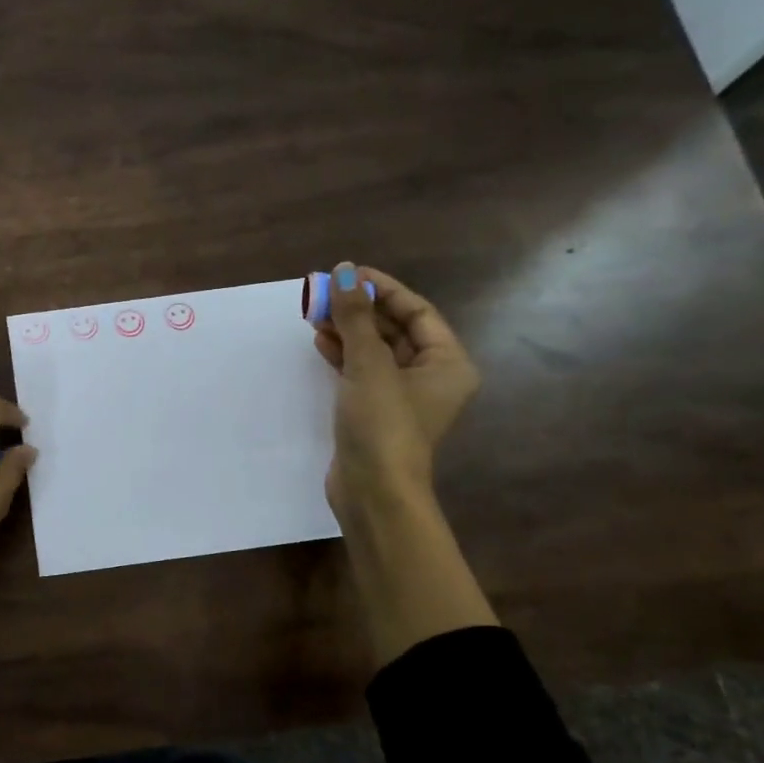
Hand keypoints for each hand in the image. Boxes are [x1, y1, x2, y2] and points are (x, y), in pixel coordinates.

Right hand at [314, 263, 478, 525]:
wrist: (373, 491)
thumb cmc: (382, 424)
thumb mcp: (369, 365)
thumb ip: (355, 317)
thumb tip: (343, 272)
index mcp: (447, 362)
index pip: (417, 311)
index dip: (383, 289)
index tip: (348, 274)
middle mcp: (431, 377)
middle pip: (396, 330)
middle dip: (361, 310)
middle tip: (325, 293)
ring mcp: (403, 397)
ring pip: (376, 351)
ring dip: (348, 331)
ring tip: (316, 314)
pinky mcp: (377, 413)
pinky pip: (362, 372)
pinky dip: (343, 356)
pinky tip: (320, 342)